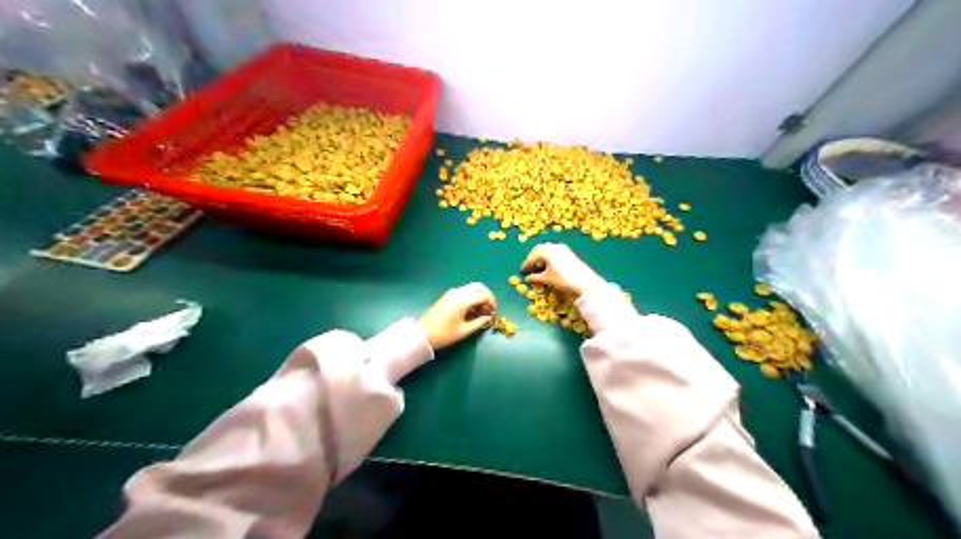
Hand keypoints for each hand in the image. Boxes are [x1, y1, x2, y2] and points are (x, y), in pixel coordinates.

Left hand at [420, 283, 498, 348]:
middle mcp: (459, 292)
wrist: (423, 333)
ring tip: (480, 310)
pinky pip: (464, 291)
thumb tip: (488, 317)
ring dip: (479, 296)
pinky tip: (471, 309)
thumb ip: (479, 322)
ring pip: (471, 288)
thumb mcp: (464, 331)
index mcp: (463, 300)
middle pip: (479, 287)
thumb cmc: (444, 334)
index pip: (484, 295)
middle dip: (487, 296)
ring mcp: (452, 292)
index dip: (491, 303)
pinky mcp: (448, 295)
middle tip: (489, 308)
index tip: (493, 312)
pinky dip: (471, 296)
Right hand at [523, 244, 601, 297]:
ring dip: (541, 256)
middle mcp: (554, 246)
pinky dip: (549, 256)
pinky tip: (549, 265)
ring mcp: (562, 248)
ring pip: (548, 249)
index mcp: (546, 251)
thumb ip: (535, 277)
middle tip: (528, 266)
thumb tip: (528, 278)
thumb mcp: (547, 279)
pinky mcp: (569, 252)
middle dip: (533, 258)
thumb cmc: (563, 280)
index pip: (532, 257)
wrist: (584, 282)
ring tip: (538, 266)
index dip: (526, 264)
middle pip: (539, 250)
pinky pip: (555, 251)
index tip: (521, 270)